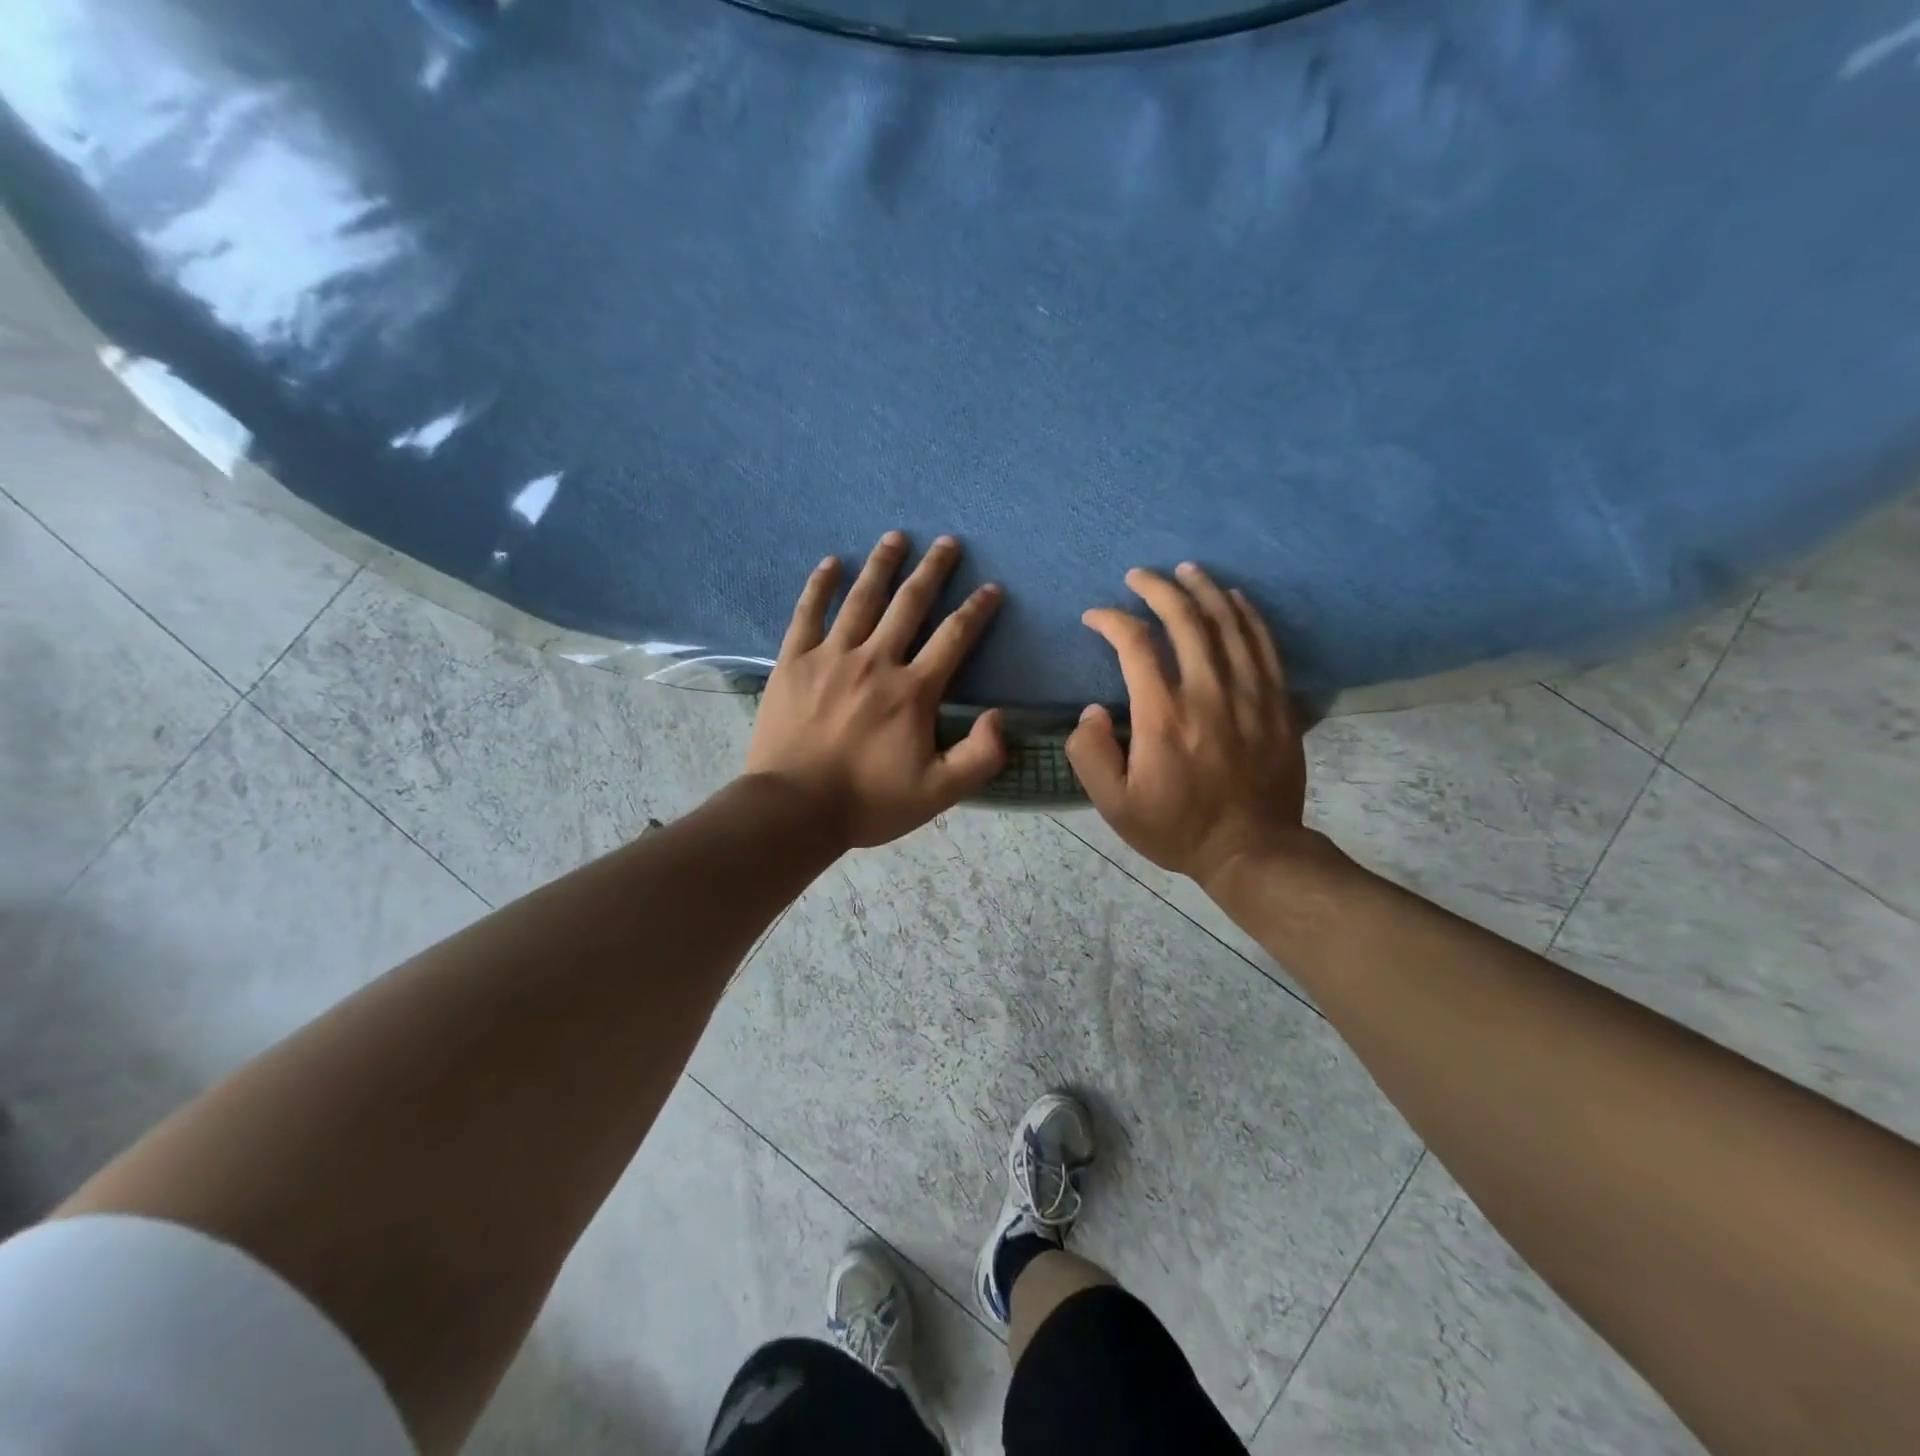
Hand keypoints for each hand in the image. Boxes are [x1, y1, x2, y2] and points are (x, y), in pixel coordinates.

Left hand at [745, 531, 1006, 849]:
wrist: (794, 809)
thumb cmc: (868, 802)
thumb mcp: (939, 793)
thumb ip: (980, 756)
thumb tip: (1000, 716)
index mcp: (912, 691)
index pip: (954, 638)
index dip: (976, 610)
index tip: (991, 589)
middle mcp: (876, 661)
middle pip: (909, 604)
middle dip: (933, 571)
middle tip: (948, 543)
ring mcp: (831, 657)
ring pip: (862, 599)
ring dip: (882, 565)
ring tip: (896, 537)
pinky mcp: (794, 662)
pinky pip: (808, 613)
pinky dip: (819, 586)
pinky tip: (830, 563)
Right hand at [1067, 563, 1313, 889]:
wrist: (1252, 849)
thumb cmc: (1176, 827)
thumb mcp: (1114, 805)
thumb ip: (1090, 754)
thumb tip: (1092, 711)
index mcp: (1163, 716)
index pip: (1135, 645)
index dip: (1111, 620)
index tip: (1095, 617)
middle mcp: (1208, 693)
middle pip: (1184, 619)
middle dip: (1157, 588)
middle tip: (1139, 575)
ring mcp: (1249, 694)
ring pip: (1227, 623)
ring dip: (1203, 589)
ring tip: (1185, 570)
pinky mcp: (1277, 701)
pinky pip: (1263, 644)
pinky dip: (1246, 614)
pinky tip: (1233, 598)